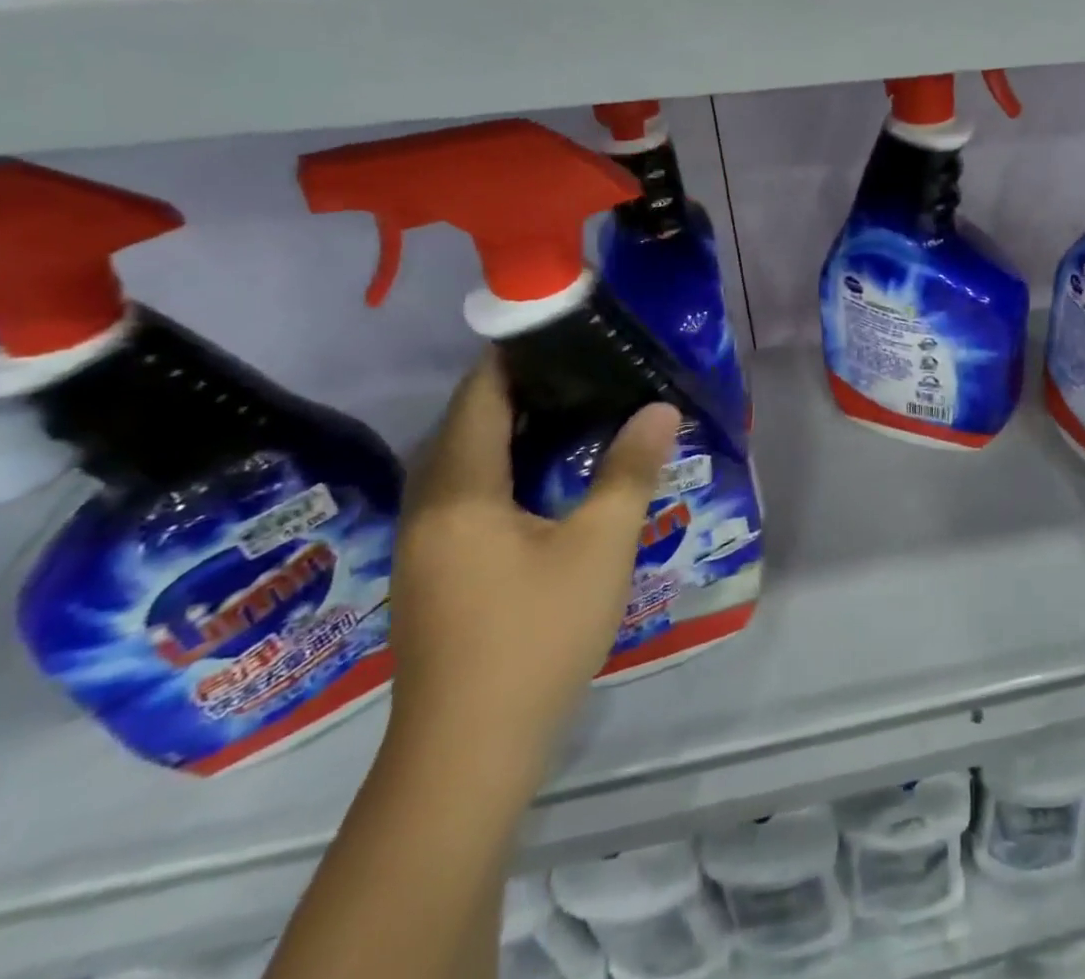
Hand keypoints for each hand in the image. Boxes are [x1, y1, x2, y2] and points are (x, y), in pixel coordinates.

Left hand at [385, 355, 678, 781]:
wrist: (468, 755)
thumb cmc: (536, 635)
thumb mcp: (599, 546)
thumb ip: (629, 470)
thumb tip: (660, 408)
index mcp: (460, 490)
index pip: (479, 396)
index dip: (513, 356)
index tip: (561, 331)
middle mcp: (429, 508)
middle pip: (466, 426)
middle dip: (517, 390)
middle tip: (582, 369)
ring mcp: (424, 547)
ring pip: (463, 464)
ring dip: (509, 432)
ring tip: (571, 413)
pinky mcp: (433, 577)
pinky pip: (465, 497)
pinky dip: (502, 471)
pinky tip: (545, 484)